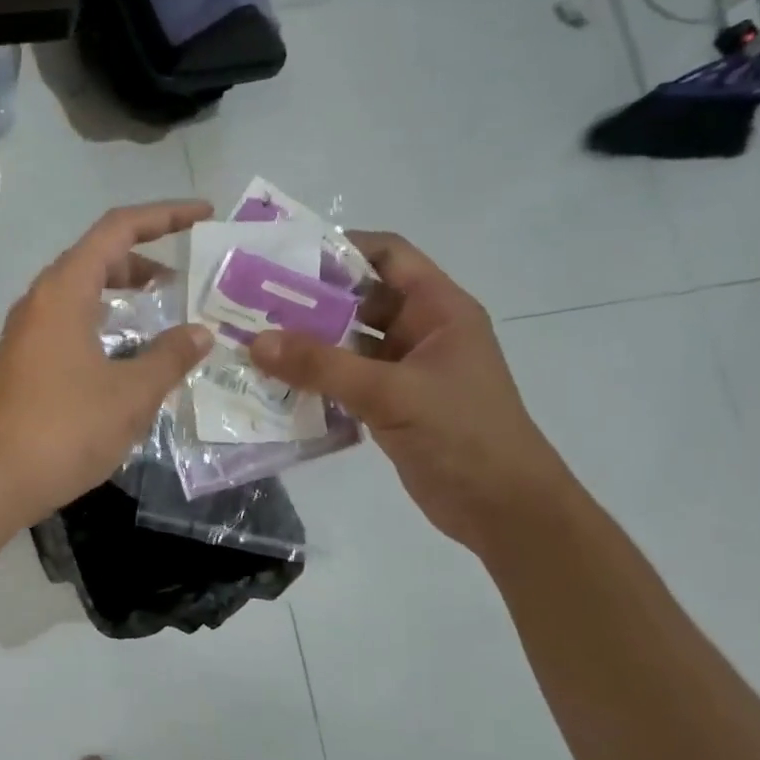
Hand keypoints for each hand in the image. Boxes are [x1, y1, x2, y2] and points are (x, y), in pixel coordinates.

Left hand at [0, 201, 214, 525]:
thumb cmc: (65, 429)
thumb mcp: (131, 393)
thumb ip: (170, 357)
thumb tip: (200, 333)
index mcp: (65, 291)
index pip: (118, 229)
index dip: (164, 215)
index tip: (203, 215)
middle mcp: (41, 301)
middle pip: (96, 256)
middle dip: (143, 256)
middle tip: (185, 275)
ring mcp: (27, 332)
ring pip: (80, 291)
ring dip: (121, 290)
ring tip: (161, 306)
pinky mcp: (23, 362)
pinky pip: (69, 321)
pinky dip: (102, 320)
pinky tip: (125, 351)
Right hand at [250, 232, 573, 552]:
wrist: (504, 510)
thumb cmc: (462, 435)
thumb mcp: (391, 394)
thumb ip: (322, 366)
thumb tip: (257, 342)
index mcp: (439, 310)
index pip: (389, 256)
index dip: (342, 249)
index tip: (286, 258)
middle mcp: (423, 331)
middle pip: (362, 299)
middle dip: (312, 301)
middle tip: (256, 304)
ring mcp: (407, 370)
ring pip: (351, 343)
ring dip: (310, 344)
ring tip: (256, 342)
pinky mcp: (393, 405)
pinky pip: (348, 380)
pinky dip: (317, 379)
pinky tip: (277, 385)